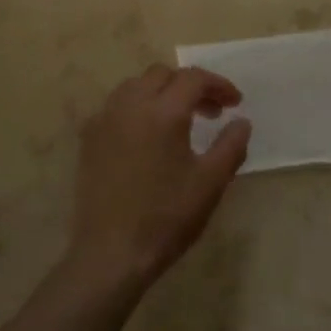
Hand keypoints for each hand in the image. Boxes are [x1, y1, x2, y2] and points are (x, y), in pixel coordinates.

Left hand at [66, 64, 250, 296]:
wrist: (111, 255)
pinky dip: (137, 107)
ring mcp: (105, 119)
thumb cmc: (166, 217)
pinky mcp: (89, 138)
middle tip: (211, 112)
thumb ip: (231, 146)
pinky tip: (146, 135)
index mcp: (163, 111)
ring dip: (162, 92)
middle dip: (190, 86)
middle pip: (163, 75)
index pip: (193, 79)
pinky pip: (116, 106)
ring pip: (136, 85)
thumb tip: (241, 122)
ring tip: (179, 119)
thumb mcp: (210, 183)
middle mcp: (131, 104)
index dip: (218, 85)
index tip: (235, 104)